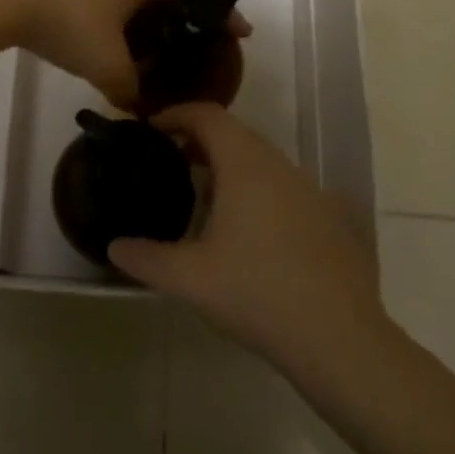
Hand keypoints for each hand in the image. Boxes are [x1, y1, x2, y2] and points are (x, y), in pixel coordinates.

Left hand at [14, 0, 248, 110]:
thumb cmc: (69, 23)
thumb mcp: (108, 65)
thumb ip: (131, 90)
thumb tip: (137, 106)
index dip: (222, 14)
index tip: (241, 35)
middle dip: (186, 17)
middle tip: (200, 47)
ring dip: (151, 17)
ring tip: (160, 49)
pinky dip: (125, 16)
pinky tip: (119, 40)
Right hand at [109, 103, 385, 380]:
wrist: (340, 339)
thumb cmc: (257, 293)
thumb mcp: (190, 278)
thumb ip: (145, 258)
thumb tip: (114, 247)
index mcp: (245, 165)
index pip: (207, 115)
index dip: (176, 114)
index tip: (150, 129)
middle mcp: (280, 166)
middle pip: (235, 134)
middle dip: (199, 142)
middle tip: (169, 164)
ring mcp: (311, 191)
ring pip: (262, 162)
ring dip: (230, 168)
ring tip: (204, 200)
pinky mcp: (331, 218)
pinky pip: (284, 188)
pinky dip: (258, 192)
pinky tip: (249, 234)